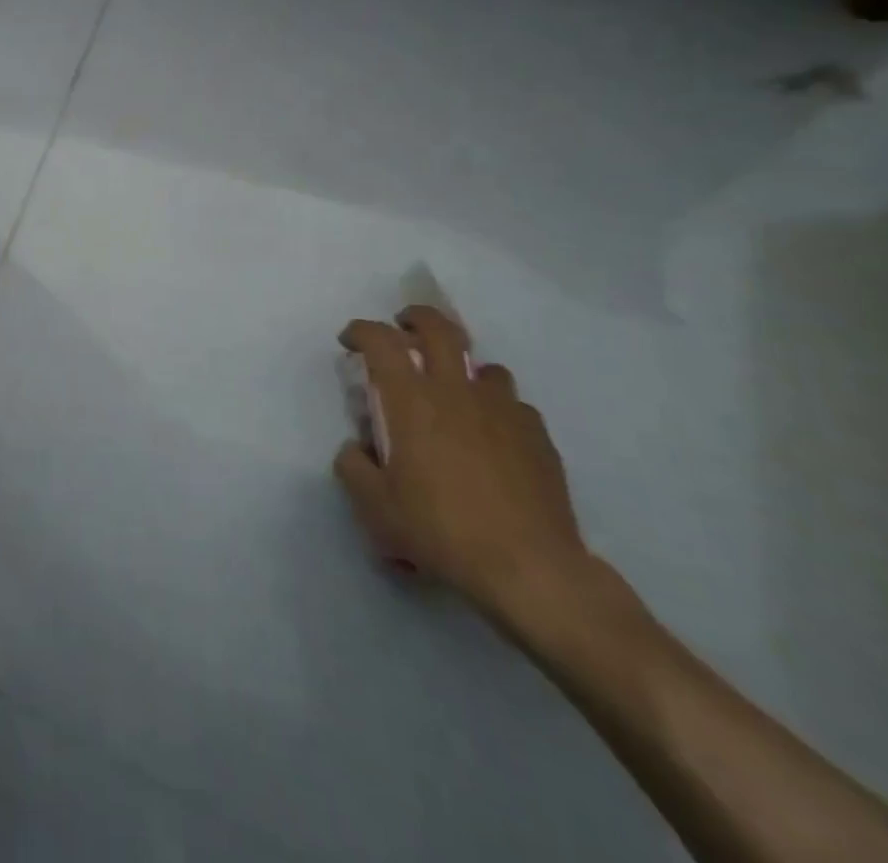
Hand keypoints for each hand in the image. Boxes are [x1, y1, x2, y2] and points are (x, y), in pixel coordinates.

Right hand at [333, 305, 591, 621]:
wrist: (529, 568)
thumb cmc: (441, 530)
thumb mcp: (376, 507)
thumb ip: (353, 468)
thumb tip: (355, 449)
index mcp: (412, 401)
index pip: (381, 341)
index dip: (361, 331)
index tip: (349, 341)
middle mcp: (457, 391)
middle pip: (440, 329)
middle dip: (416, 318)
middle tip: (403, 327)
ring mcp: (503, 410)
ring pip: (485, 367)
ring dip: (465, 369)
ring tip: (456, 392)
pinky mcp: (538, 436)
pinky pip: (514, 406)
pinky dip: (497, 410)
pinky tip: (494, 438)